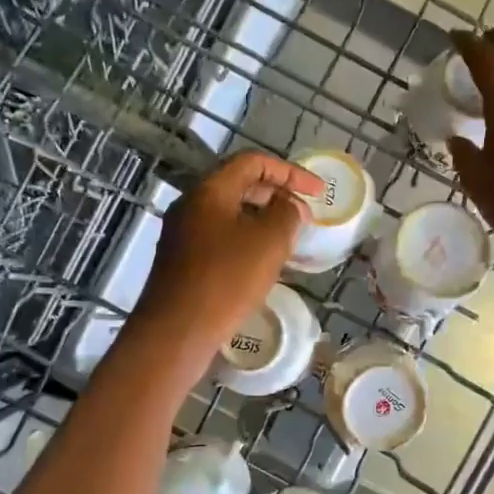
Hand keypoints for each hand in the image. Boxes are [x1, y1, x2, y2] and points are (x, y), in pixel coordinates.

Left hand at [127, 151, 322, 382]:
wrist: (176, 331)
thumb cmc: (225, 280)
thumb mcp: (269, 242)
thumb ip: (287, 214)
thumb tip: (289, 205)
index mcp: (209, 191)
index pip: (252, 162)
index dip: (290, 171)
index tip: (317, 192)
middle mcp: (190, 205)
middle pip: (239, 185)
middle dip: (276, 195)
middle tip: (304, 217)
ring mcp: (181, 234)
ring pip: (229, 214)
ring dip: (261, 220)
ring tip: (288, 241)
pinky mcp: (180, 262)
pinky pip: (219, 238)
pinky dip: (245, 241)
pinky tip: (261, 264)